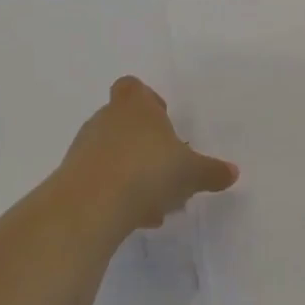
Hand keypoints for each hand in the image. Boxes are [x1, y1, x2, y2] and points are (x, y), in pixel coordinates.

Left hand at [53, 77, 237, 236]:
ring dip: (133, 173)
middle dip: (146, 145)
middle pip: (125, 123)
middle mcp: (105, 120)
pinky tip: (138, 218)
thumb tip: (232, 172)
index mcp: (135, 107)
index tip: (164, 120)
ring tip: (157, 202)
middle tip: (168, 168)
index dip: (148, 100)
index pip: (134, 87)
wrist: (91, 205)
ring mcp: (85, 149)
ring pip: (114, 155)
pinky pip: (101, 181)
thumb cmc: (148, 171)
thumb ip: (212, 171)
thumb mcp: (192, 173)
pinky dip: (119, 195)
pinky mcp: (72, 179)